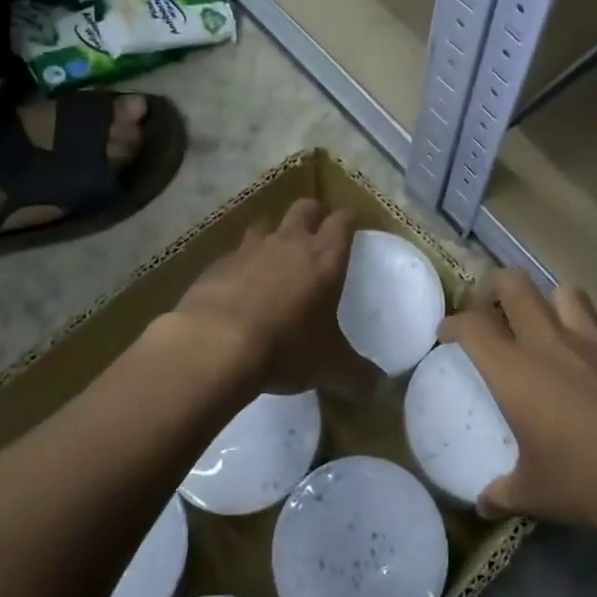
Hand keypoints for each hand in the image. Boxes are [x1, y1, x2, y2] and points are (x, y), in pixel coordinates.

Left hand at [171, 199, 377, 398]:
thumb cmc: (285, 348)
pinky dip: (241, 263)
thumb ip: (357, 374)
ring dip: (274, 233)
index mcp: (324, 258)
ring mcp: (249, 249)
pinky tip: (239, 285)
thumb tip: (380, 388)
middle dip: (315, 213)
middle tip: (319, 228)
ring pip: (266, 224)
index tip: (354, 223)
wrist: (215, 344)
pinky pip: (235, 254)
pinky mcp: (217, 264)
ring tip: (276, 253)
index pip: (343, 221)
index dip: (350, 219)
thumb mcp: (329, 366)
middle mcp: (289, 243)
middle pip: (305, 208)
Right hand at [441, 269, 596, 536]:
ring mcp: (596, 338)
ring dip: (552, 302)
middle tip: (494, 308)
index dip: (453, 323)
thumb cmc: (590, 480)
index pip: (471, 326)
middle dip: (496, 287)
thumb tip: (483, 505)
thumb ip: (503, 494)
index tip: (447, 332)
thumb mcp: (537, 495)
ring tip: (552, 325)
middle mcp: (550, 341)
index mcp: (514, 370)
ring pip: (565, 292)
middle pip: (513, 284)